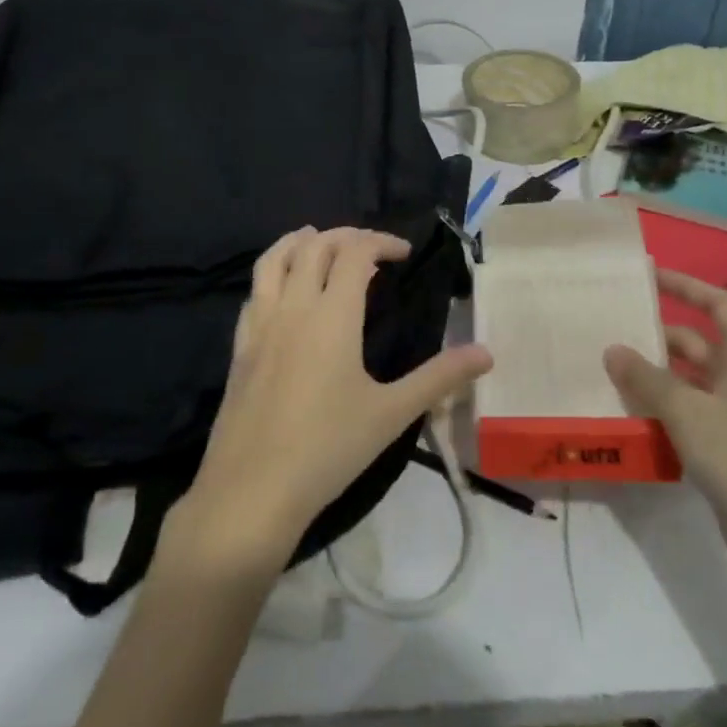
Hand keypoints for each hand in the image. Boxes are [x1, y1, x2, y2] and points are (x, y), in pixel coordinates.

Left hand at [175, 227, 492, 574]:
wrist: (251, 491)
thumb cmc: (327, 449)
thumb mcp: (392, 414)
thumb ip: (439, 378)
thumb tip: (486, 352)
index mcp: (332, 315)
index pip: (356, 252)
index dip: (382, 242)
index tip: (404, 254)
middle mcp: (294, 306)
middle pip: (315, 245)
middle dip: (346, 235)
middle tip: (371, 248)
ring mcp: (260, 324)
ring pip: (274, 258)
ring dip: (300, 240)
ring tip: (319, 239)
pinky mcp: (239, 345)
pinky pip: (254, 290)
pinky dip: (273, 272)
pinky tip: (283, 290)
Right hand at [604, 269, 726, 543]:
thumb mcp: (685, 410)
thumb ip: (646, 377)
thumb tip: (613, 350)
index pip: (720, 305)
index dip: (687, 286)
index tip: (650, 277)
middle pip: (702, 341)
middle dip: (661, 333)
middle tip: (617, 327)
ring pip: (693, 376)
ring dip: (658, 371)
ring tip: (614, 366)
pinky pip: (692, 407)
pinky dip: (665, 402)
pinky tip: (633, 409)